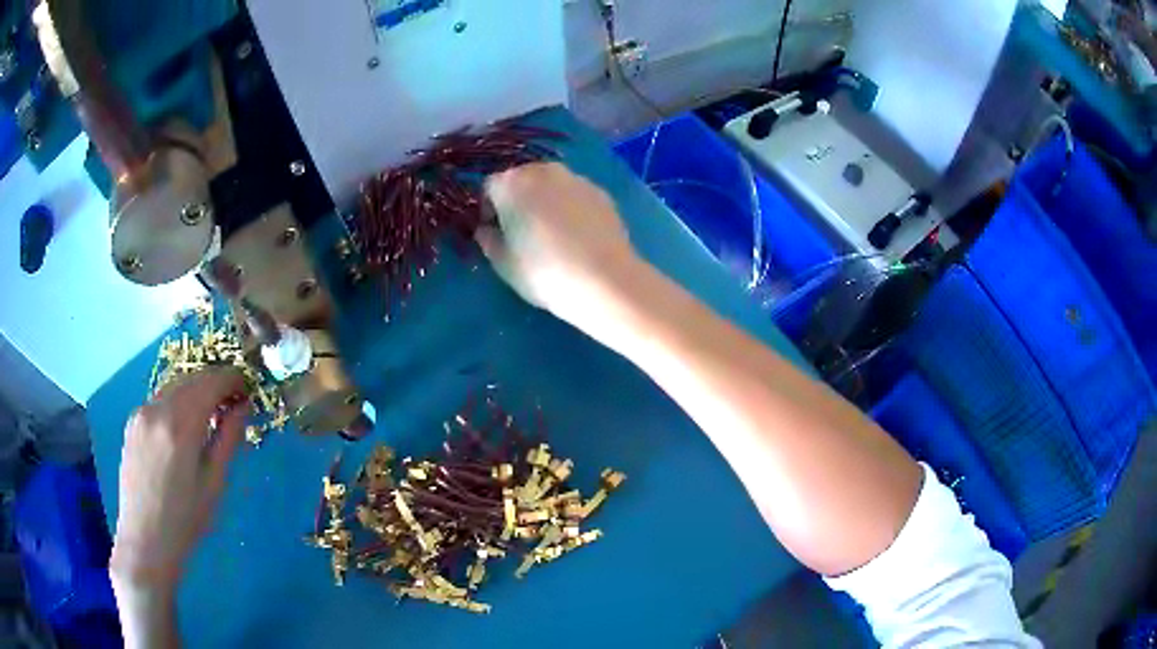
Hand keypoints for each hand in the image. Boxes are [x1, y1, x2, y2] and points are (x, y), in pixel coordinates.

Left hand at [110, 368, 249, 592]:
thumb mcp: (215, 483)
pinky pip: (160, 399)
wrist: (145, 539)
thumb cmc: (186, 520)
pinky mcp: (132, 421)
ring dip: (196, 389)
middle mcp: (158, 409)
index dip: (233, 379)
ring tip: (212, 412)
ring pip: (174, 385)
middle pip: (192, 378)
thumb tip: (243, 406)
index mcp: (181, 426)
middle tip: (234, 400)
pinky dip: (178, 401)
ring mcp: (141, 412)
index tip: (248, 388)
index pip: (211, 383)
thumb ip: (228, 439)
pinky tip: (185, 424)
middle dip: (215, 382)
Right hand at [479, 163, 637, 327]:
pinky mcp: (601, 192)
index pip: (488, 188)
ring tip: (552, 234)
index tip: (494, 233)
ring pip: (550, 185)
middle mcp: (543, 171)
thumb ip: (487, 239)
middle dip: (517, 201)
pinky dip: (571, 208)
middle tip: (522, 232)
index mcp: (511, 183)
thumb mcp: (503, 263)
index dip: (487, 210)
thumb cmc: (543, 272)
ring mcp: (576, 178)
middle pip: (521, 180)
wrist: (604, 280)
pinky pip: (575, 195)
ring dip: (545, 201)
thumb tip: (486, 229)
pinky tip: (577, 236)